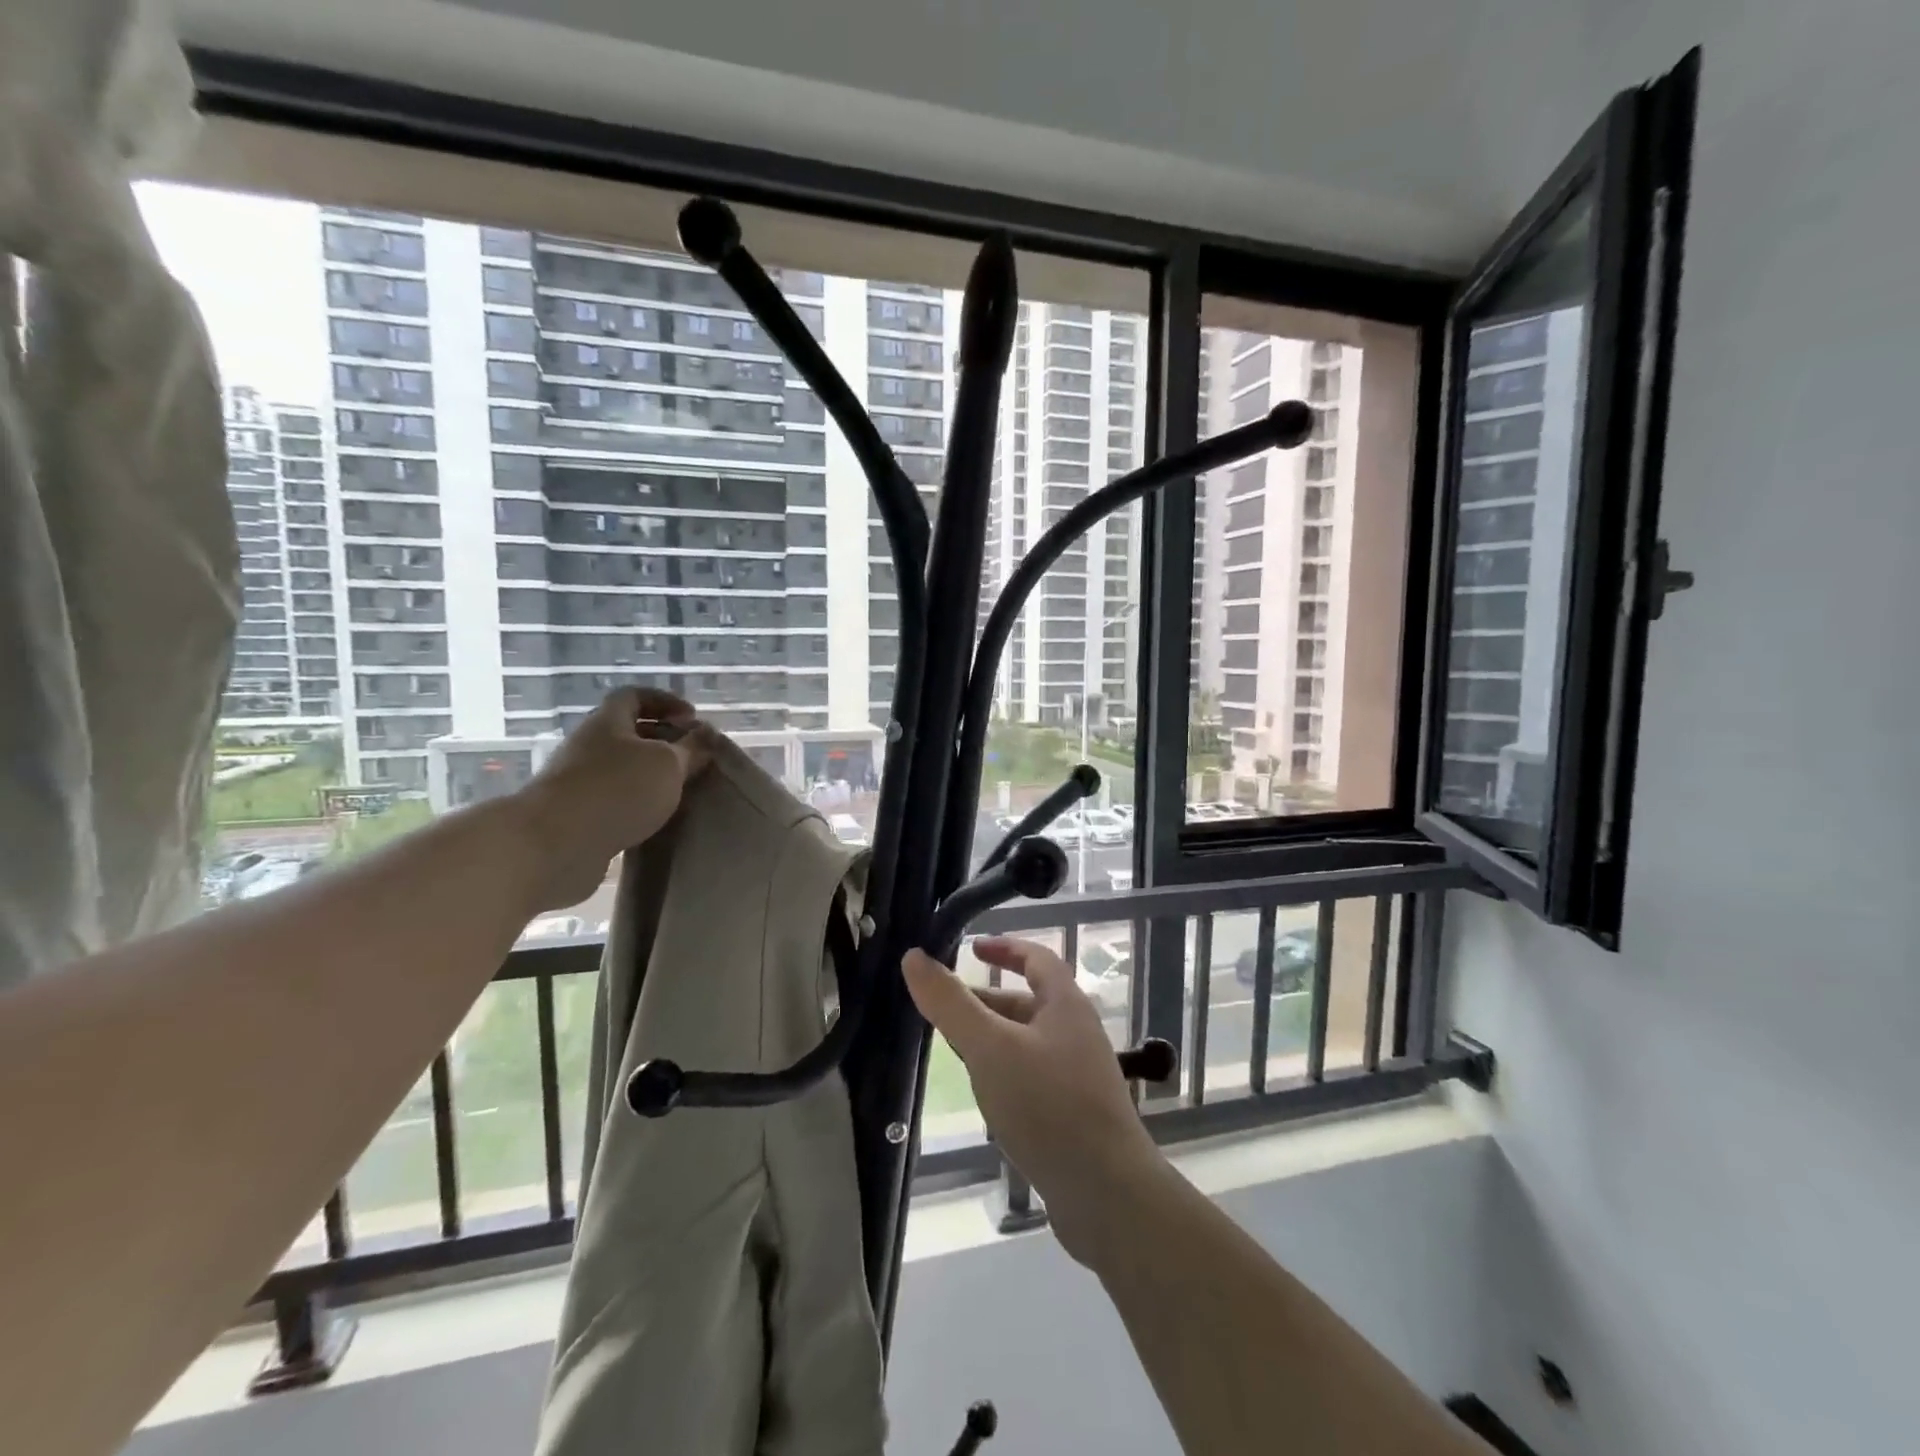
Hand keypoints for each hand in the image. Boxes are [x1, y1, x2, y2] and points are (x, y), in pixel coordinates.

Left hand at [513, 687, 713, 911]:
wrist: (554, 845)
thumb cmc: (617, 790)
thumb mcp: (668, 764)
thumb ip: (691, 748)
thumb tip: (705, 735)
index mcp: (607, 723)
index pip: (634, 696)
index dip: (665, 701)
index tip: (692, 719)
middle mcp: (588, 746)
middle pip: (627, 733)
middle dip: (662, 741)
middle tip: (692, 757)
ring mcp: (577, 782)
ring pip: (621, 768)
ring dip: (650, 776)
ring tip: (680, 791)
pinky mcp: (575, 816)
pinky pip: (613, 800)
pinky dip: (636, 804)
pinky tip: (655, 819)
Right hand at [903, 936, 1163, 1265]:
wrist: (1108, 1195)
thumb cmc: (1048, 1106)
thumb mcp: (990, 1048)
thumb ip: (951, 1003)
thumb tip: (914, 956)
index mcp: (1066, 1005)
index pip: (1037, 958)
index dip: (1005, 947)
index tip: (971, 948)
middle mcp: (1077, 1033)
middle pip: (1028, 1002)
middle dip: (987, 1002)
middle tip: (944, 1012)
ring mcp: (1079, 1076)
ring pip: (1027, 1043)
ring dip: (993, 1040)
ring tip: (955, 1054)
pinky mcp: (1075, 1114)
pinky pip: (1033, 1078)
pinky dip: (1005, 1074)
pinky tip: (986, 1098)